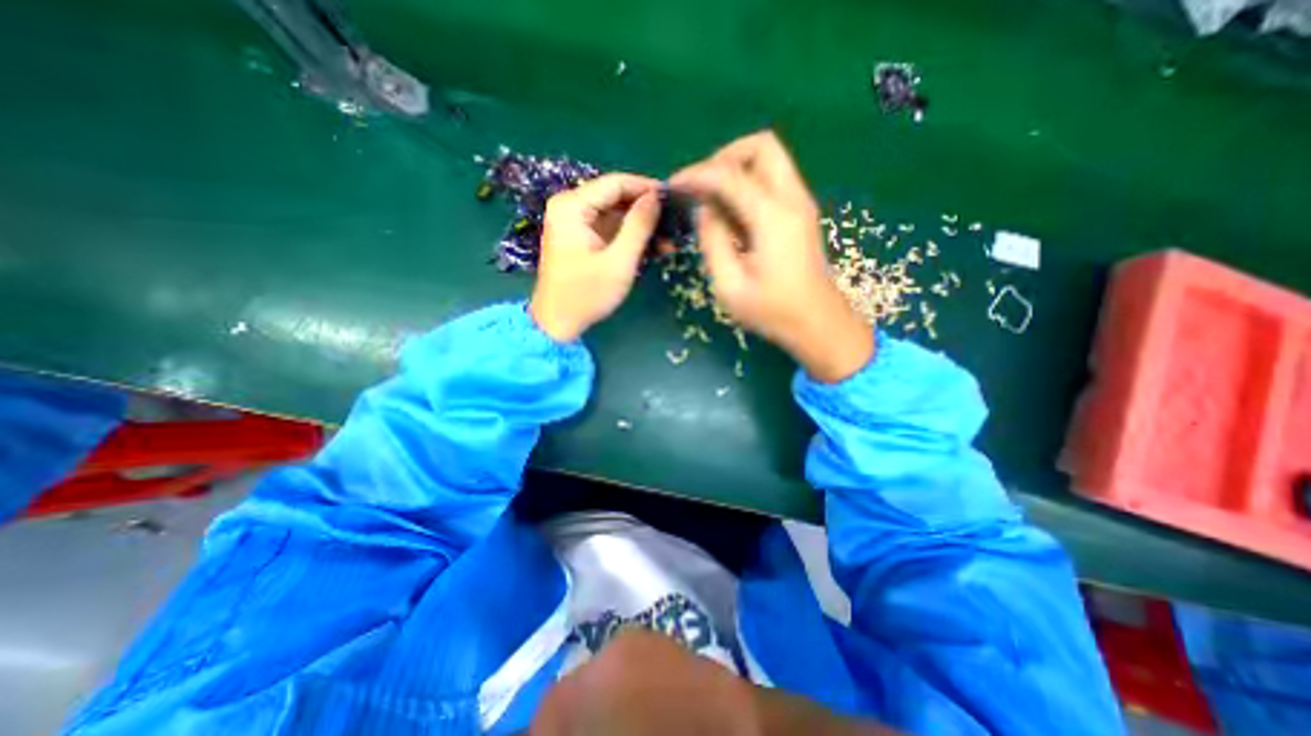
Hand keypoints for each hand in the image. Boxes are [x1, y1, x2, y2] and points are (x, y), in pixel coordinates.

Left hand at [525, 172, 659, 343]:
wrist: (558, 323)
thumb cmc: (586, 294)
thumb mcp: (618, 261)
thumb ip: (638, 226)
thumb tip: (656, 198)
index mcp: (572, 206)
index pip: (616, 183)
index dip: (647, 188)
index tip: (674, 199)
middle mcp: (571, 207)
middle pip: (616, 197)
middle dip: (646, 209)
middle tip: (675, 221)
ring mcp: (575, 223)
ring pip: (616, 213)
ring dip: (642, 225)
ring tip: (670, 238)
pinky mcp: (582, 238)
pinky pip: (611, 228)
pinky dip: (630, 236)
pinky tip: (653, 247)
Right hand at [671, 130, 874, 381]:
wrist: (819, 324)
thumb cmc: (773, 311)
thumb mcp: (730, 286)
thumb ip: (712, 242)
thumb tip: (704, 211)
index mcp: (773, 217)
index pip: (729, 175)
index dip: (697, 174)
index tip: (674, 186)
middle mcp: (792, 199)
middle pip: (761, 146)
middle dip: (724, 158)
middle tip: (702, 187)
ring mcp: (801, 204)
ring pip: (769, 159)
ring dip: (737, 169)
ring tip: (713, 200)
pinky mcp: (801, 213)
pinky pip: (773, 179)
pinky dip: (749, 184)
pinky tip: (733, 214)